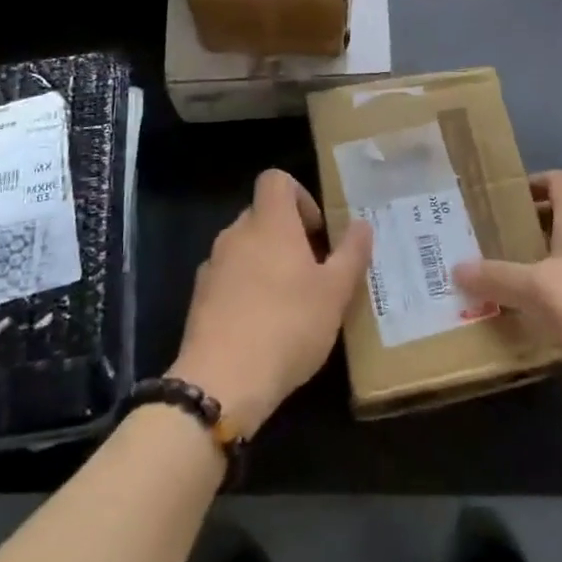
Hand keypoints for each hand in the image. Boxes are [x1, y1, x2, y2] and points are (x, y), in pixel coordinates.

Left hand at [170, 169, 372, 435]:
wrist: (222, 382)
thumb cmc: (288, 326)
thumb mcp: (335, 292)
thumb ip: (351, 253)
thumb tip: (362, 224)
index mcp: (270, 223)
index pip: (276, 180)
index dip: (300, 196)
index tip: (317, 231)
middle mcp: (236, 235)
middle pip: (262, 215)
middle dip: (288, 235)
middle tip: (314, 271)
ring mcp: (212, 267)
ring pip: (244, 249)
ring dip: (266, 263)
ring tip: (291, 303)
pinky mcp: (199, 299)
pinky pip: (228, 279)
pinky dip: (245, 290)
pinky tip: (263, 326)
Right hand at [455, 170, 561, 410]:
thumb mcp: (539, 288)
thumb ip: (498, 278)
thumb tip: (457, 268)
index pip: (560, 180)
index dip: (534, 182)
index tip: (503, 198)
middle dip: (534, 223)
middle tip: (497, 238)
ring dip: (547, 261)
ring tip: (509, 277)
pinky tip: (540, 317)